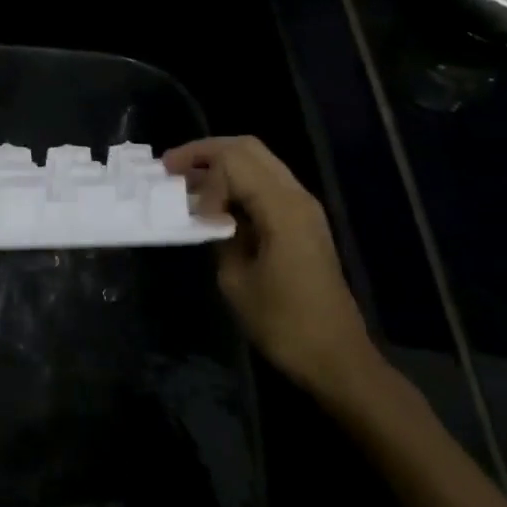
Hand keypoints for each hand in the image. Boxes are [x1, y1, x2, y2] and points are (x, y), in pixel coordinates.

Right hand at [163, 136, 378, 397]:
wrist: (336, 358)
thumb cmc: (282, 323)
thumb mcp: (235, 279)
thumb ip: (218, 234)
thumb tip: (206, 213)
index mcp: (282, 208)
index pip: (232, 160)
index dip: (200, 173)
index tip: (178, 200)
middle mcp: (297, 196)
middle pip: (247, 148)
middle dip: (205, 152)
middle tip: (171, 168)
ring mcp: (304, 207)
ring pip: (258, 161)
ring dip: (221, 165)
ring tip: (186, 182)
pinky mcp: (304, 222)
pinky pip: (266, 183)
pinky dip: (237, 182)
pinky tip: (214, 203)